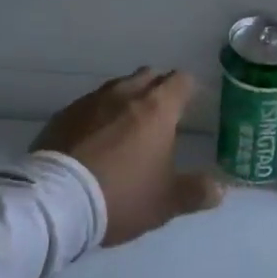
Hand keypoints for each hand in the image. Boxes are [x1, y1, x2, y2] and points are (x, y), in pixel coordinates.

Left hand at [31, 69, 224, 246]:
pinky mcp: (64, 114)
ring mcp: (91, 101)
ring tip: (128, 125)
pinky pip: (90, 105)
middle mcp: (125, 94)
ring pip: (117, 87)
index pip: (181, 80)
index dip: (189, 89)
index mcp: (157, 108)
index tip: (191, 104)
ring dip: (127, 98)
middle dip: (158, 88)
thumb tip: (220, 189)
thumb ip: (196, 192)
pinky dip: (99, 114)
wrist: (56, 202)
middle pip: (148, 76)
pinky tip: (95, 137)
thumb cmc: (121, 196)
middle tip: (163, 114)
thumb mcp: (166, 202)